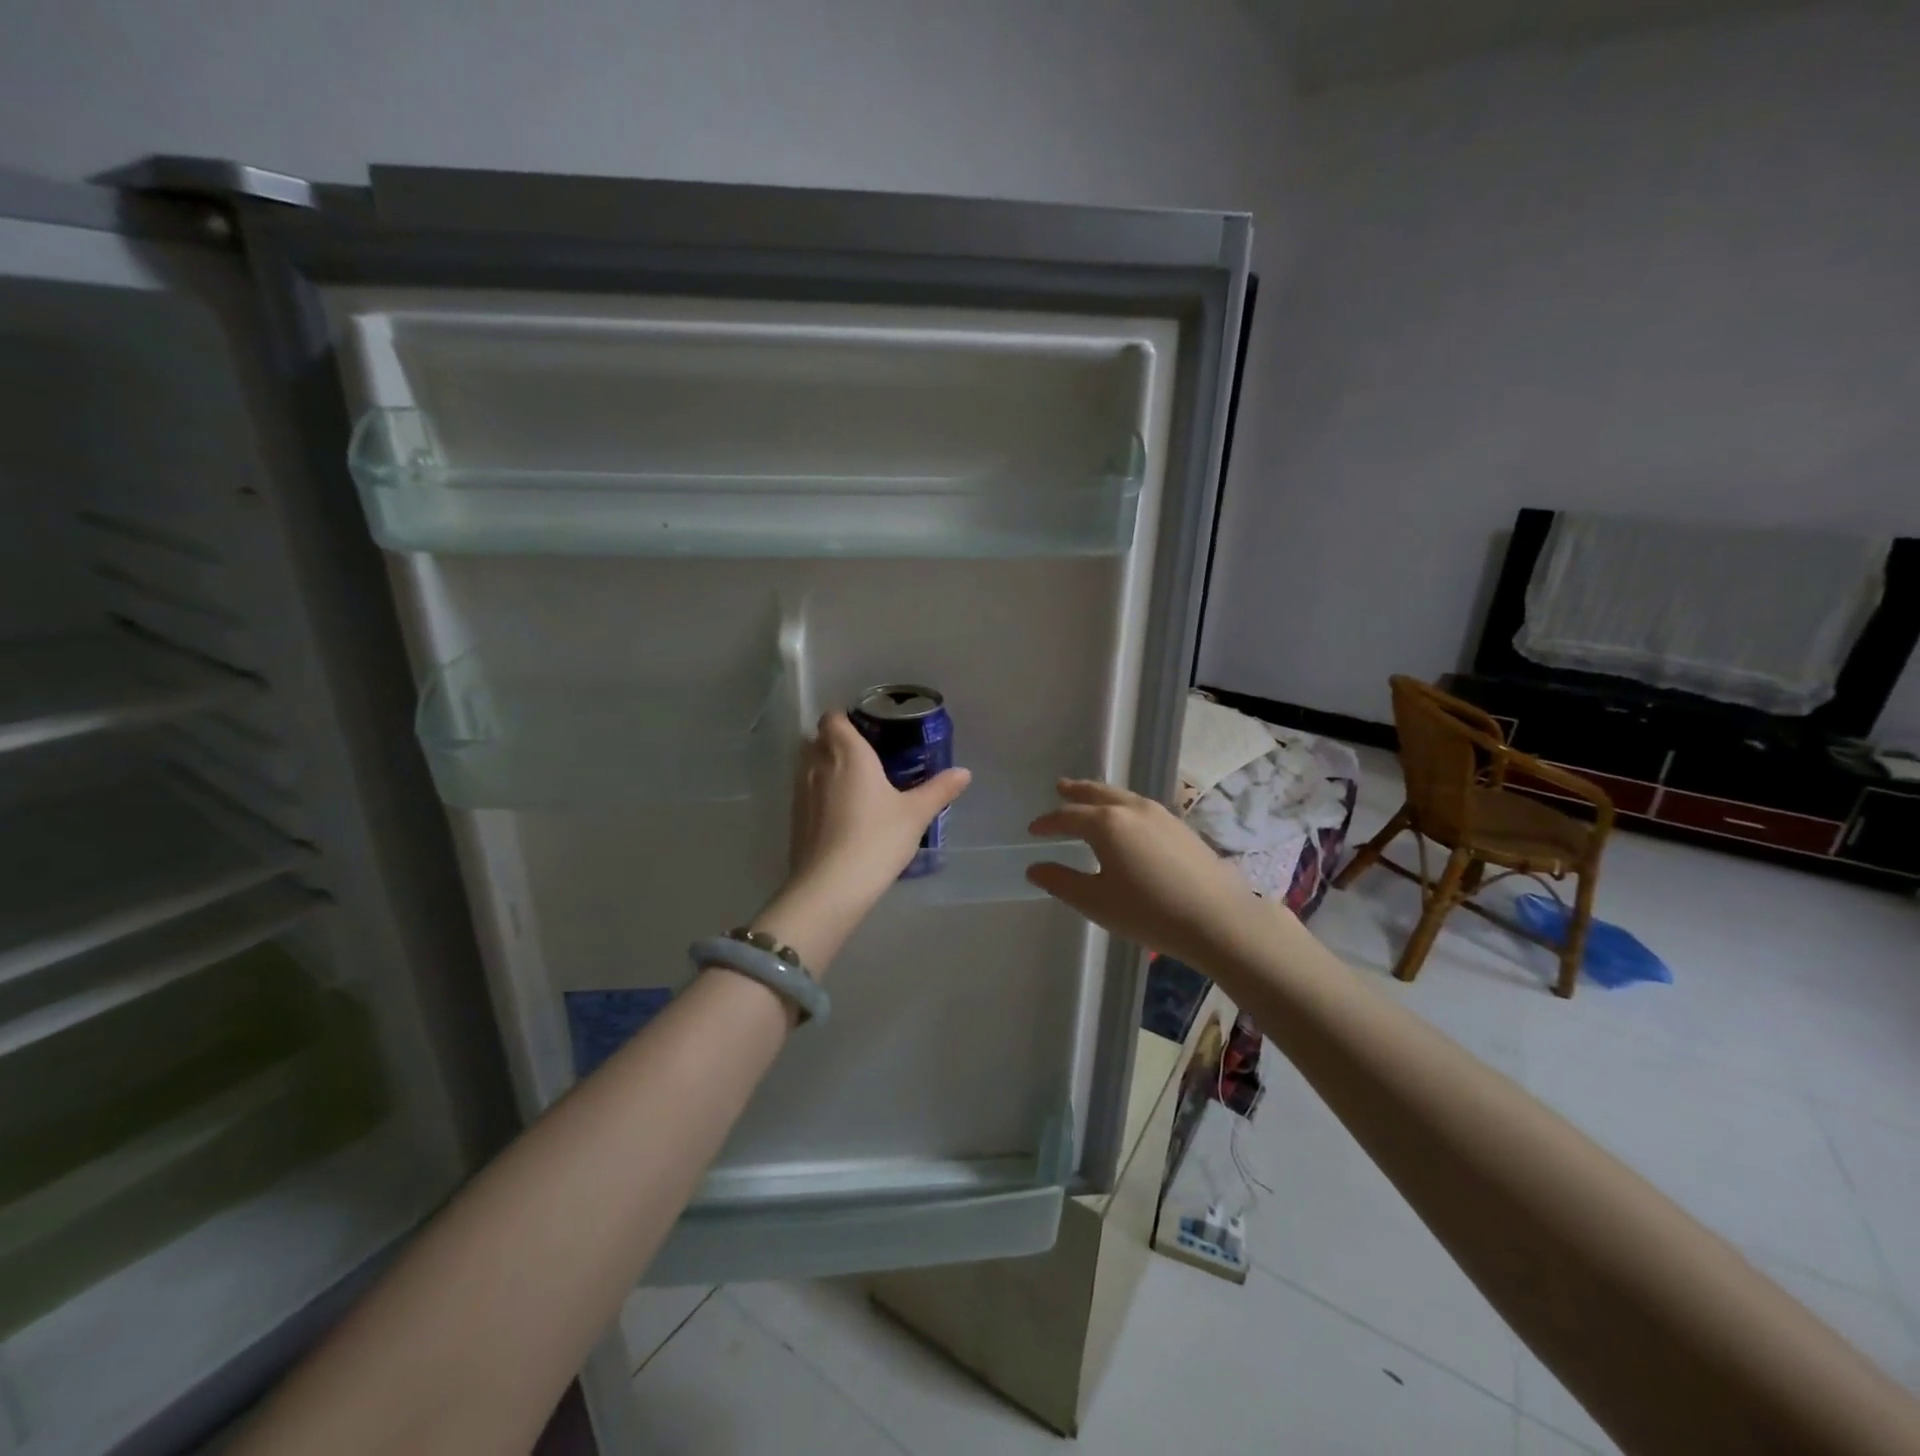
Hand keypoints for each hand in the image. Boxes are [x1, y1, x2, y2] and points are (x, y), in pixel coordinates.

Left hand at [751, 712, 970, 973]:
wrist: (831, 885)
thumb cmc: (877, 838)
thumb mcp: (915, 814)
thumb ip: (939, 789)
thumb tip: (964, 772)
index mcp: (848, 753)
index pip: (833, 719)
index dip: (845, 719)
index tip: (866, 729)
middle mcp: (818, 765)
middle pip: (817, 739)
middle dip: (834, 741)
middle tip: (863, 755)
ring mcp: (801, 792)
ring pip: (807, 765)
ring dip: (823, 766)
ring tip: (851, 783)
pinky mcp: (794, 818)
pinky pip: (804, 792)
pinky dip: (818, 793)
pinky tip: (839, 813)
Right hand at [1025, 779, 1273, 967]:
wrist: (1217, 919)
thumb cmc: (1149, 912)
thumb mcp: (1096, 902)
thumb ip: (1062, 882)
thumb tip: (1034, 868)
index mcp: (1106, 823)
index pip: (1068, 816)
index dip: (1048, 822)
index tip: (1033, 829)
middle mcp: (1132, 809)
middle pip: (1097, 793)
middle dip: (1075, 792)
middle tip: (1060, 787)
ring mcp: (1160, 814)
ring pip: (1122, 796)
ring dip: (1100, 795)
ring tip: (1089, 799)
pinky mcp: (1180, 826)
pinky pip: (1140, 806)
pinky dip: (1122, 806)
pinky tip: (1126, 821)